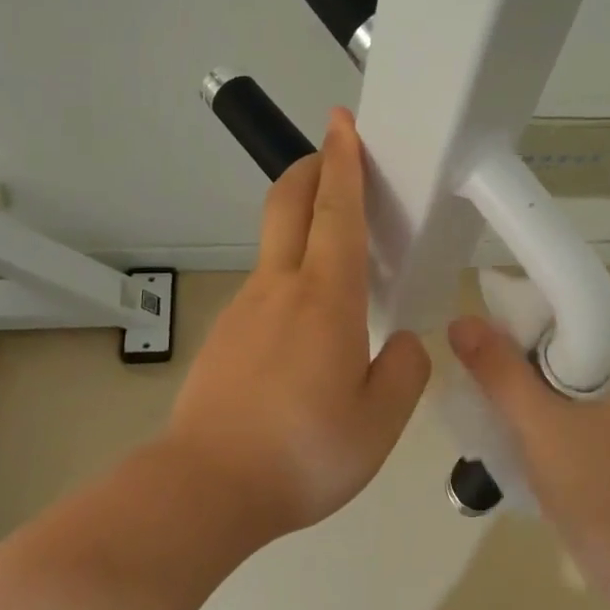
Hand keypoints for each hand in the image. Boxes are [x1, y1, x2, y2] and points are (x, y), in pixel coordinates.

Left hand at [166, 110, 431, 538]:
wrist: (206, 488)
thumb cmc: (303, 451)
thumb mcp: (380, 422)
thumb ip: (403, 372)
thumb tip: (402, 343)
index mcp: (326, 298)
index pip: (336, 210)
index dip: (343, 161)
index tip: (341, 122)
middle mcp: (280, 287)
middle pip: (288, 203)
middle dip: (310, 167)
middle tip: (333, 154)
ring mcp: (244, 308)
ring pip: (276, 246)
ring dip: (302, 223)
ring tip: (339, 256)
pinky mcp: (224, 335)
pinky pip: (264, 288)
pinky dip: (290, 275)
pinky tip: (306, 327)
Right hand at [447, 316, 609, 591]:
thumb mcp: (545, 428)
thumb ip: (500, 372)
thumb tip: (459, 321)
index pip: (567, 305)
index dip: (518, 315)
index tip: (478, 340)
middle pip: (562, 339)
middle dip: (517, 354)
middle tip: (475, 375)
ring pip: (561, 373)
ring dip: (524, 385)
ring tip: (484, 401)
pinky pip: (570, 402)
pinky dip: (540, 409)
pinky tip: (507, 426)